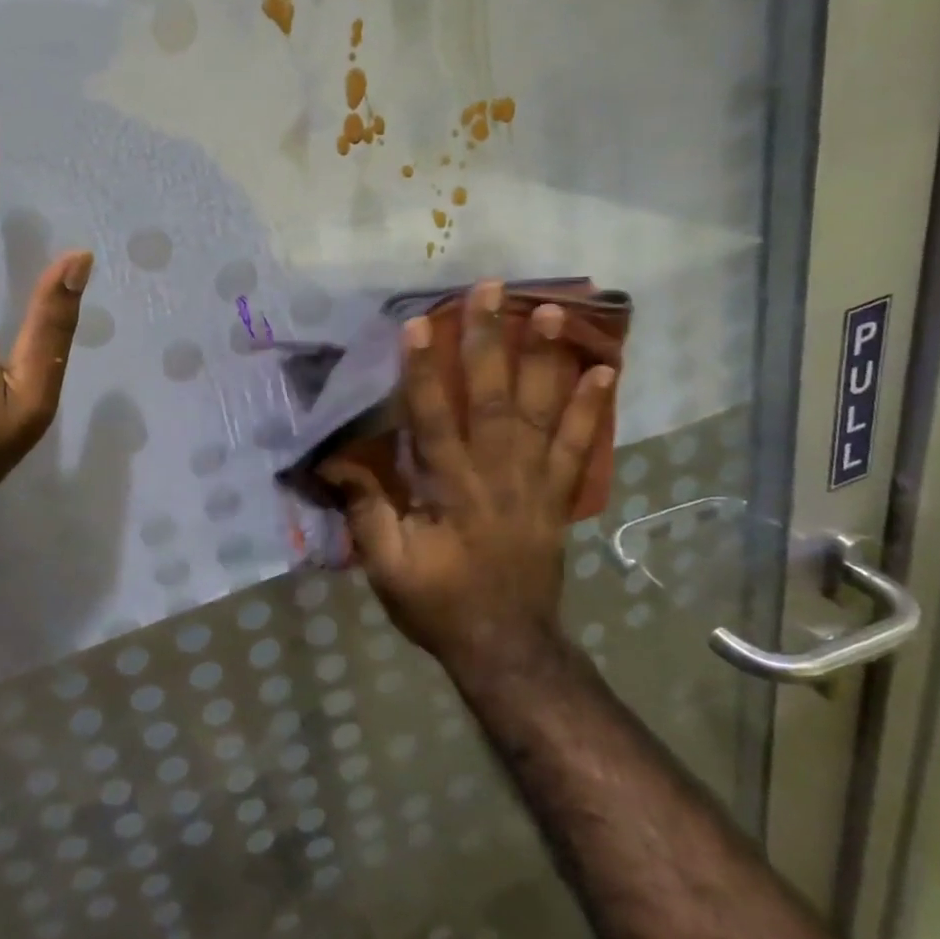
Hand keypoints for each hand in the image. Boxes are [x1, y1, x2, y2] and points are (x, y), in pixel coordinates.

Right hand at [321, 283, 615, 679]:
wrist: (507, 648)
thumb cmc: (438, 605)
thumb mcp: (387, 567)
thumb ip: (366, 510)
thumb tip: (336, 459)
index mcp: (451, 491)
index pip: (433, 420)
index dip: (423, 372)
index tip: (418, 325)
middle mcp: (497, 476)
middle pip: (491, 400)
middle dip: (488, 341)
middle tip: (490, 290)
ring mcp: (534, 484)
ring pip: (539, 413)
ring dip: (545, 360)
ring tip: (552, 311)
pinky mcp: (556, 497)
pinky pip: (576, 447)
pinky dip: (589, 410)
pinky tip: (603, 372)